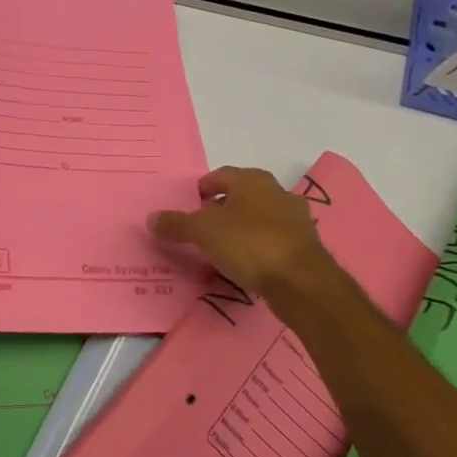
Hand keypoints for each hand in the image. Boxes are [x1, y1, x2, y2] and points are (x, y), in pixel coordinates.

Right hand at [149, 166, 336, 308]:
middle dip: (222, 207)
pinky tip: (245, 263)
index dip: (204, 187)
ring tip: (221, 247)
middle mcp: (276, 192)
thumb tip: (151, 219)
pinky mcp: (304, 246)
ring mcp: (295, 219)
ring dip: (241, 227)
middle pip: (242, 195)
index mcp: (252, 180)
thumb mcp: (202, 232)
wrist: (302, 281)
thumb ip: (176, 224)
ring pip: (259, 217)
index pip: (221, 175)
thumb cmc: (249, 243)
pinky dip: (256, 246)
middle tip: (201, 225)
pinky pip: (272, 240)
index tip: (191, 202)